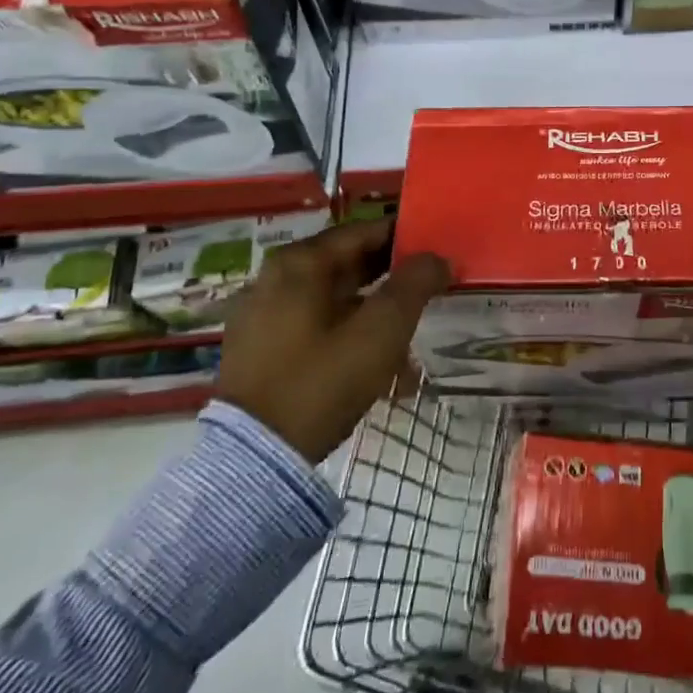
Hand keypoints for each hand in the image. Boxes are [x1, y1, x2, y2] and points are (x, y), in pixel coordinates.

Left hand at [215, 218, 448, 464]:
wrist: (254, 461)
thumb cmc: (322, 381)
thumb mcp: (381, 330)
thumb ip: (415, 284)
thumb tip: (438, 257)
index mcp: (300, 262)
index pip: (364, 231)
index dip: (405, 238)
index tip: (437, 250)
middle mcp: (275, 278)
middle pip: (347, 265)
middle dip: (392, 280)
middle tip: (430, 291)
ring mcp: (263, 315)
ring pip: (334, 301)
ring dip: (374, 315)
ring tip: (409, 346)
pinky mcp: (259, 350)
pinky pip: (315, 328)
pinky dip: (347, 337)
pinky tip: (376, 370)